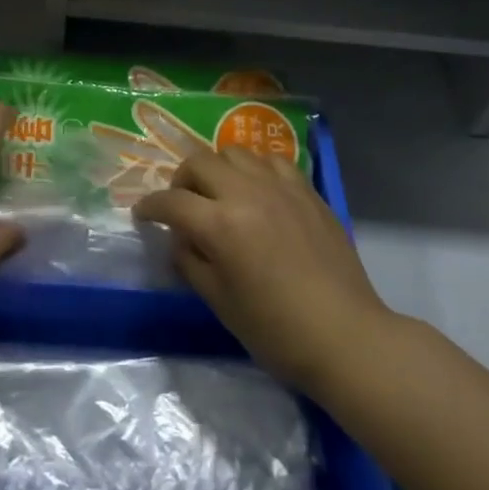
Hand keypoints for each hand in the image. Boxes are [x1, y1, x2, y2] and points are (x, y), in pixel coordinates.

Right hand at [133, 148, 394, 394]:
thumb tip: (179, 239)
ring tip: (220, 193)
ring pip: (234, 152)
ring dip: (218, 169)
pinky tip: (258, 191)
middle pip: (198, 162)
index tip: (143, 215)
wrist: (345, 336)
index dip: (150, 207)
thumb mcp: (219, 302)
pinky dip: (255, 169)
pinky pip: (272, 161)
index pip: (171, 201)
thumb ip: (190, 262)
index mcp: (220, 225)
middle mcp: (246, 194)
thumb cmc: (276, 330)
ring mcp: (280, 187)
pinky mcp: (307, 191)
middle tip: (182, 204)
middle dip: (181, 180)